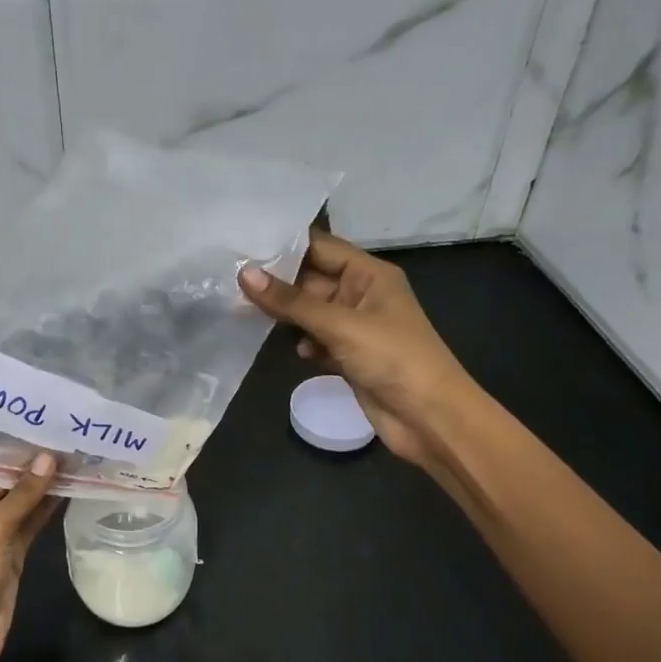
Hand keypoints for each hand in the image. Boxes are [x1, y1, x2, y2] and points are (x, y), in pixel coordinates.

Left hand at [0, 454, 59, 661]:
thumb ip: (22, 494)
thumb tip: (49, 458)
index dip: (23, 456)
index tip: (52, 433)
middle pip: (10, 486)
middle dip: (38, 469)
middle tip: (71, 442)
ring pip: (25, 505)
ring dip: (47, 488)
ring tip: (78, 461)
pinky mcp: (14, 552)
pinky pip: (33, 523)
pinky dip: (49, 509)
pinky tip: (70, 490)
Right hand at [240, 233, 474, 471]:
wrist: (430, 418)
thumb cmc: (392, 358)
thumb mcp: (339, 325)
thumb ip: (291, 302)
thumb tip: (244, 273)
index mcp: (369, 274)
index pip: (320, 248)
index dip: (284, 246)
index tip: (242, 243)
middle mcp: (362, 295)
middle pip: (312, 280)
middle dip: (277, 282)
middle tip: (230, 279)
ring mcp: (356, 328)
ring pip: (311, 313)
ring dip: (285, 315)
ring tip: (244, 309)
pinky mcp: (350, 358)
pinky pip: (317, 341)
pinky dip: (303, 343)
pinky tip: (292, 350)